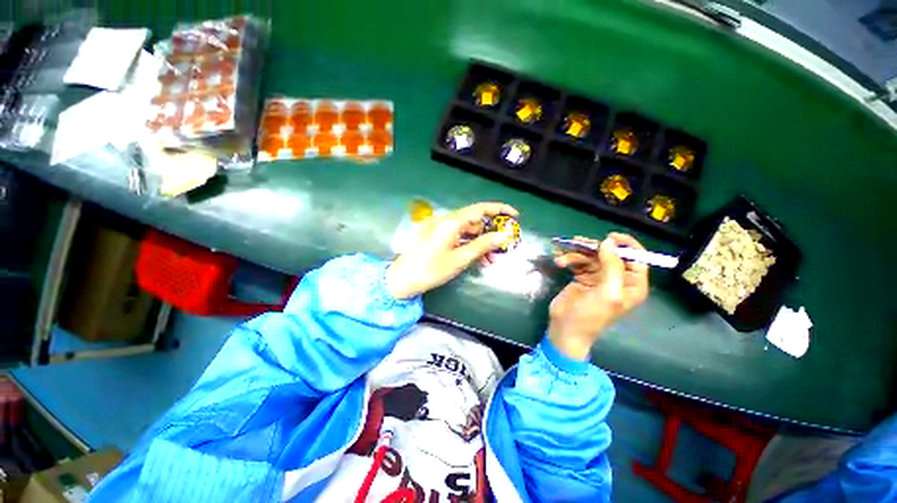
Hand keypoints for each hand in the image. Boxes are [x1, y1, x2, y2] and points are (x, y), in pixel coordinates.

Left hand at [385, 202, 518, 298]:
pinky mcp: (435, 236)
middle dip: (490, 233)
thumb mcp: (460, 259)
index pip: (480, 209)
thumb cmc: (431, 270)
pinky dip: (468, 245)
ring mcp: (439, 228)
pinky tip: (476, 258)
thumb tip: (503, 236)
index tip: (515, 215)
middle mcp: (445, 220)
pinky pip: (457, 236)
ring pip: (467, 231)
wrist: (402, 280)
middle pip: (474, 221)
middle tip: (502, 249)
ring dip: (480, 242)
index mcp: (451, 222)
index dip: (499, 209)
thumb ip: (482, 245)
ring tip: (490, 260)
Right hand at [548, 233, 648, 359]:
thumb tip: (608, 242)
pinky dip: (568, 259)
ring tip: (562, 259)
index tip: (609, 236)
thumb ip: (612, 266)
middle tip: (578, 243)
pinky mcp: (582, 276)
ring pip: (591, 255)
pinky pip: (578, 261)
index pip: (637, 258)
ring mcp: (598, 277)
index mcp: (632, 285)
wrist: (566, 327)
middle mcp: (617, 279)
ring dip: (576, 254)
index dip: (626, 245)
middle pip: (610, 254)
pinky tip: (559, 262)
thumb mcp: (607, 292)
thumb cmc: (591, 315)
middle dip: (593, 248)